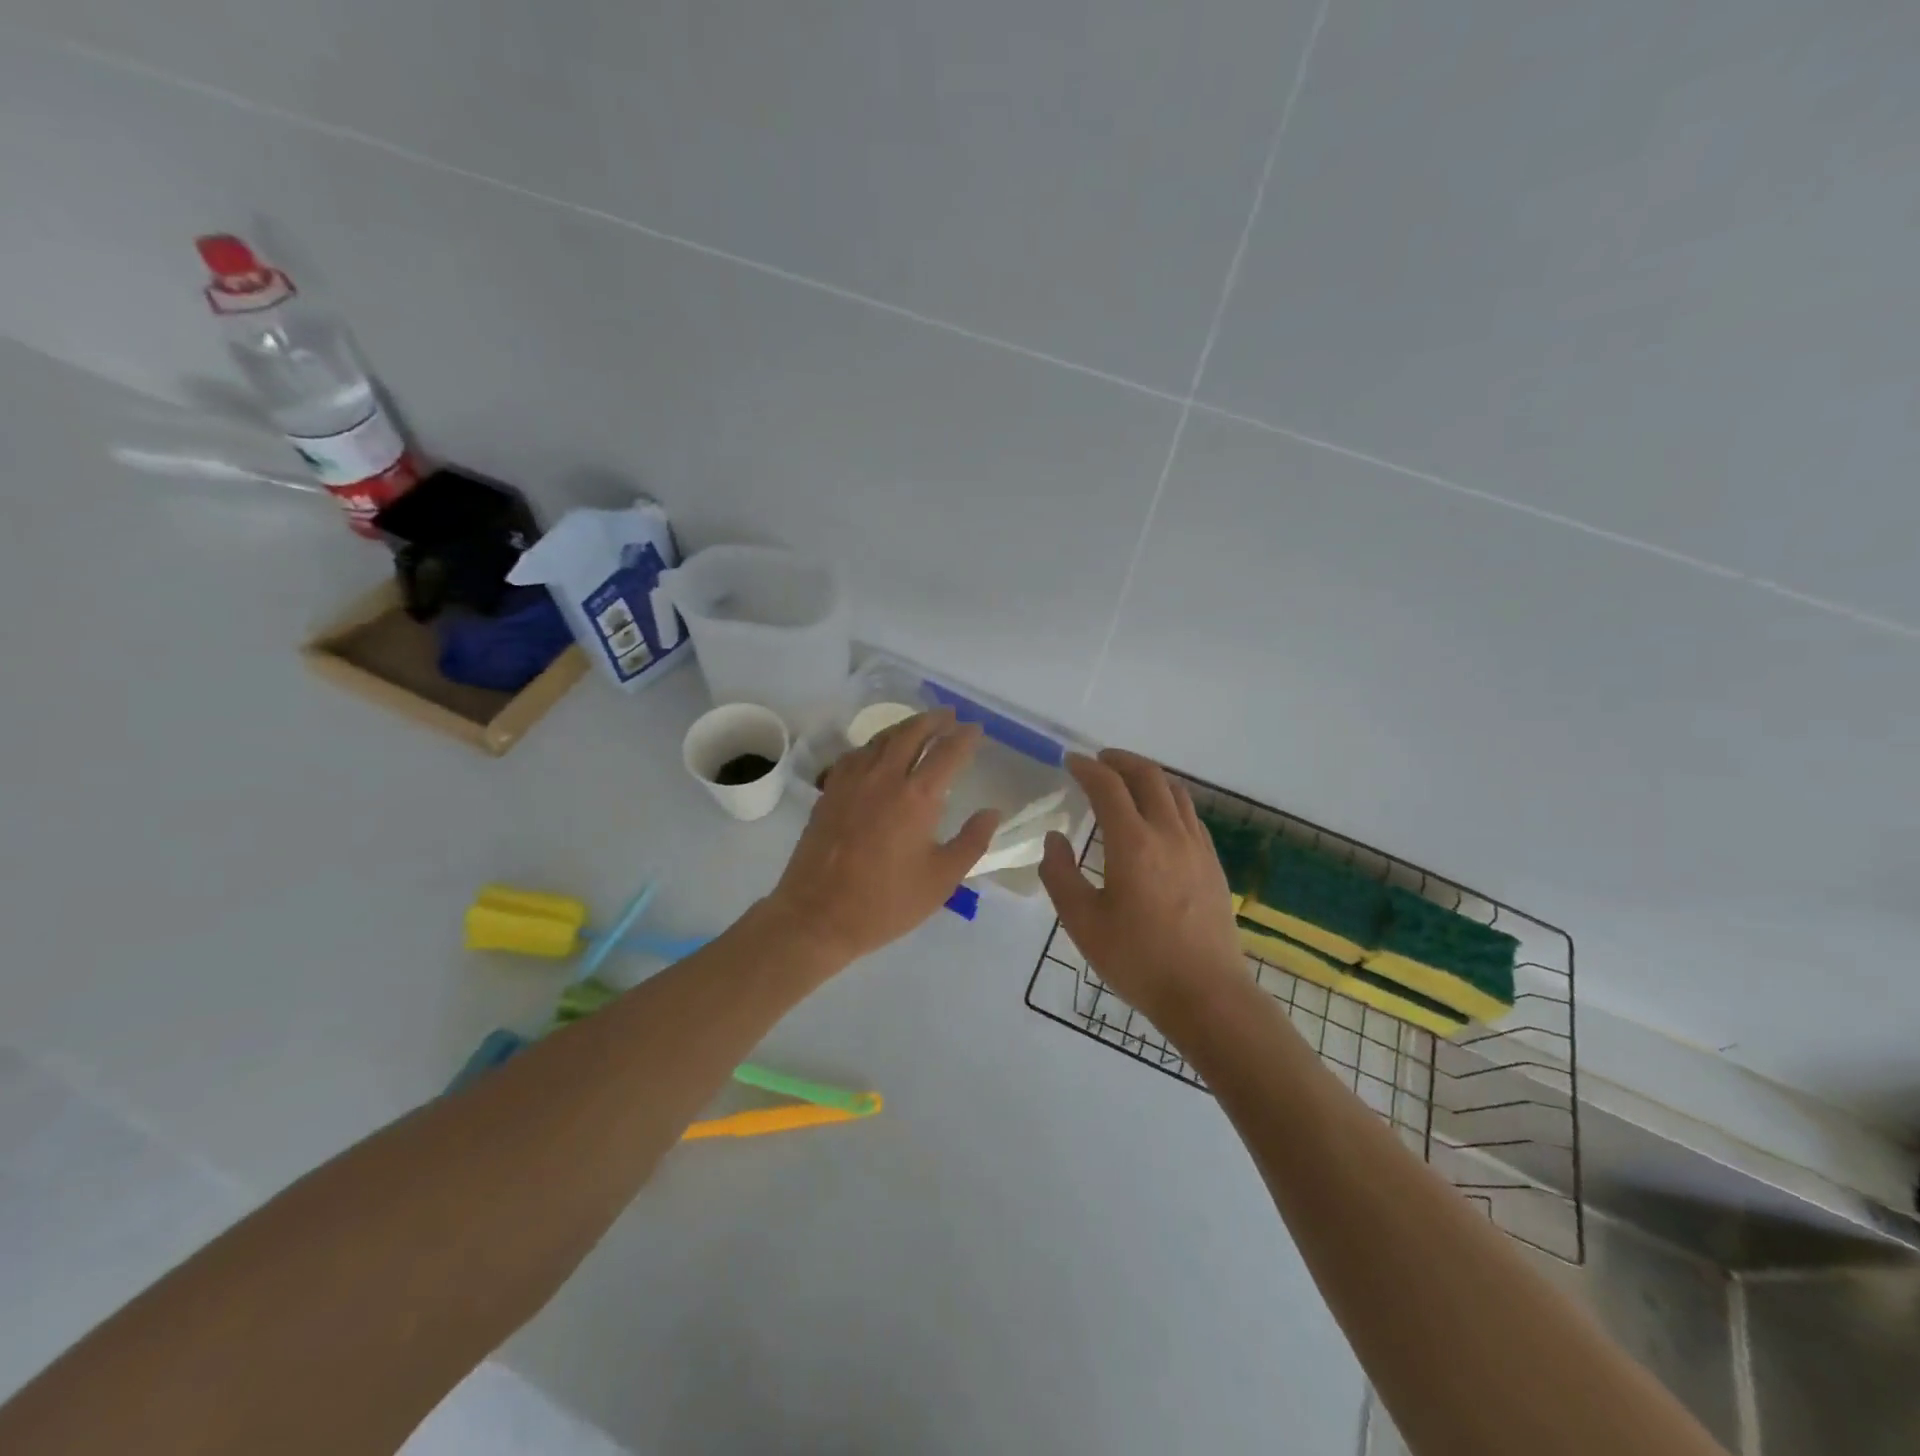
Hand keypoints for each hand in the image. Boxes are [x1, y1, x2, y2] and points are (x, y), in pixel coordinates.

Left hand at [766, 708, 1001, 964]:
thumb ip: (971, 842)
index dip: (965, 738)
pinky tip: (878, 752)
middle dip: (934, 720)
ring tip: (920, 726)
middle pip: (911, 733)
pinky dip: (875, 744)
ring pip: (881, 739)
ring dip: (905, 727)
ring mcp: (852, 781)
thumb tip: (992, 813)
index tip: (976, 730)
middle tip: (950, 716)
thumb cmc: (886, 903)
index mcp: (917, 797)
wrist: (817, 916)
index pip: (947, 753)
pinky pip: (856, 754)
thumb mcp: (941, 880)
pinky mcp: (830, 792)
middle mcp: (884, 778)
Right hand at [1038, 750, 1244, 1023]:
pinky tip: (1158, 819)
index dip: (1087, 768)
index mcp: (1132, 842)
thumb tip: (1055, 839)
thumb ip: (1060, 875)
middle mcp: (1168, 833)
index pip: (1108, 786)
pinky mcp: (1213, 864)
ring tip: (1127, 782)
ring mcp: (1197, 847)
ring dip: (1147, 777)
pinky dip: (1168, 800)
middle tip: (1098, 761)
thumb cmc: (1137, 960)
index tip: (1070, 762)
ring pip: (1174, 792)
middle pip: (1147, 776)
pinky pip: (1189, 815)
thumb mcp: (1082, 922)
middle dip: (1120, 761)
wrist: (1207, 994)